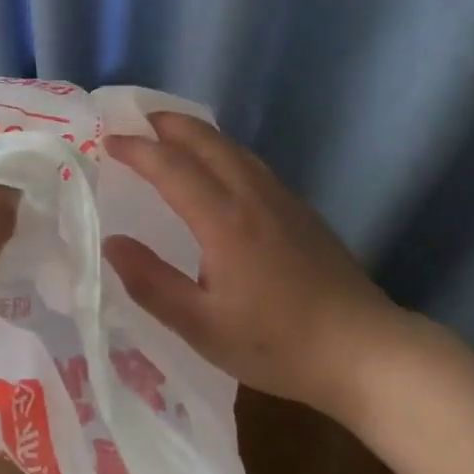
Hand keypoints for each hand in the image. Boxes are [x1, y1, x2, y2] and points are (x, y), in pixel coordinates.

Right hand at [102, 112, 408, 415]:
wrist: (364, 350)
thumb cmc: (277, 343)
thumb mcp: (202, 327)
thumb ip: (151, 283)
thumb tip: (112, 242)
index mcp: (223, 218)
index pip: (170, 165)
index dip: (136, 149)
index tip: (108, 142)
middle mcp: (251, 194)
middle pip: (205, 139)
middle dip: (167, 124)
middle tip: (136, 123)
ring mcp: (281, 197)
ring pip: (231, 147)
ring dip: (195, 133)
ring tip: (170, 137)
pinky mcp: (300, 209)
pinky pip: (250, 162)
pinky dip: (221, 150)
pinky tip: (219, 170)